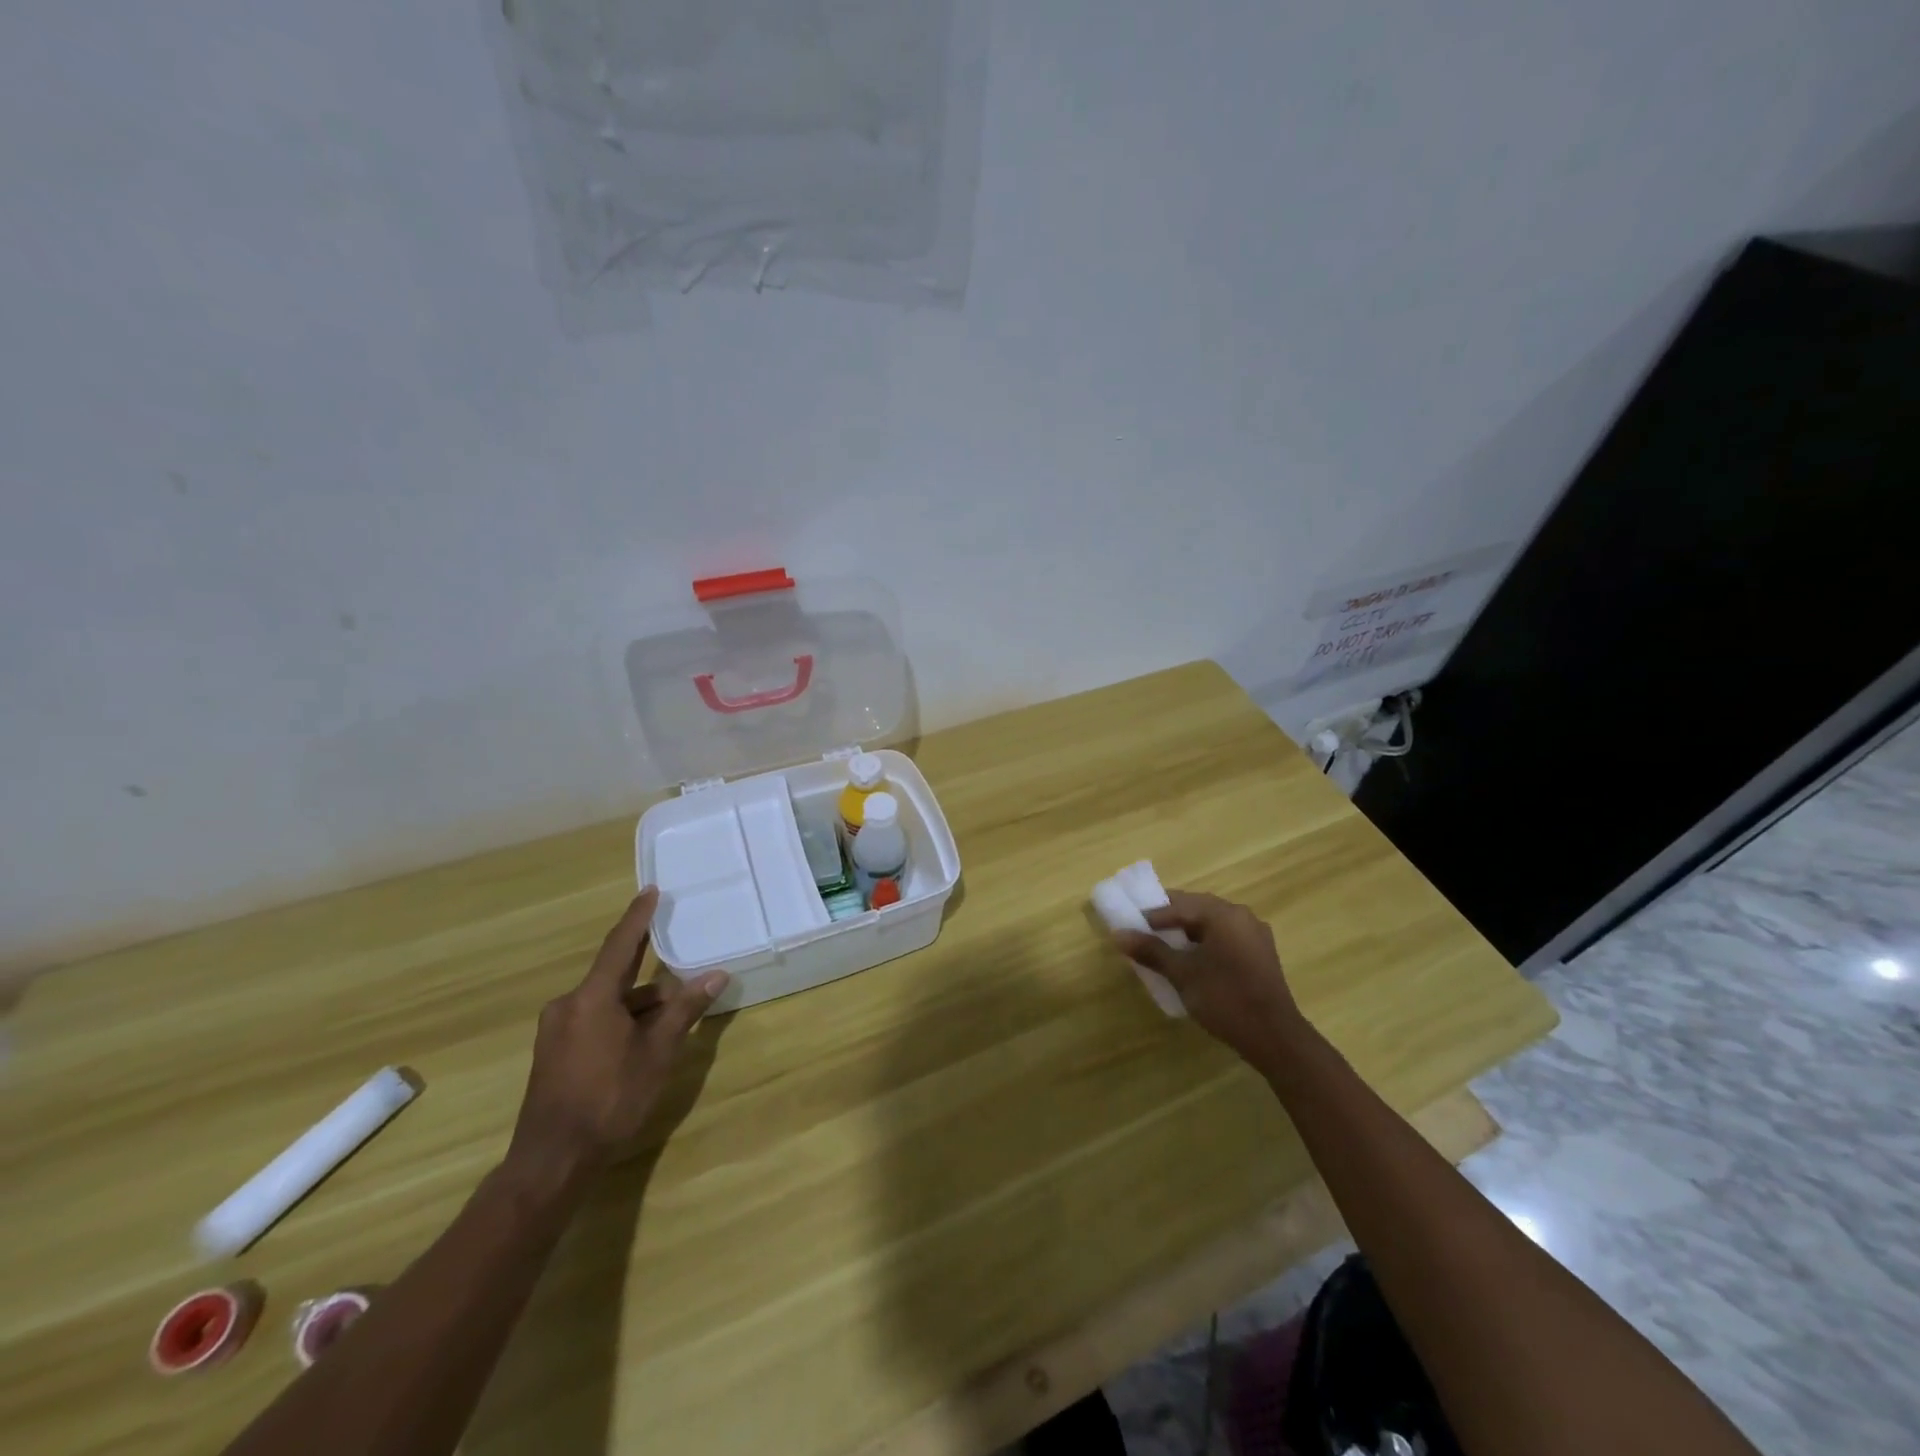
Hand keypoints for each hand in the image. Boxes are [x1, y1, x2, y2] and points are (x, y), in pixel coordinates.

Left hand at [506, 889, 728, 1186]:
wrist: (553, 1160)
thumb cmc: (610, 1099)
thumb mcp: (657, 1052)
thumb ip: (684, 1010)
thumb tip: (716, 975)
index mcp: (591, 997)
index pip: (621, 944)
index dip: (638, 917)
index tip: (651, 891)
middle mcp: (568, 1005)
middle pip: (617, 976)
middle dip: (651, 974)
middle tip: (680, 961)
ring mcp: (558, 1030)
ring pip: (608, 1002)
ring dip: (640, 1005)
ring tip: (675, 1015)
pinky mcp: (555, 1052)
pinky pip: (595, 1020)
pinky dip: (623, 1020)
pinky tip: (646, 1039)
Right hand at [1114, 890, 1307, 1069]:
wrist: (1274, 1038)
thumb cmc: (1225, 998)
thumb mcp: (1182, 974)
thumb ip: (1151, 951)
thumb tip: (1118, 934)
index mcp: (1223, 914)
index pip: (1179, 905)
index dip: (1152, 915)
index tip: (1131, 926)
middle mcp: (1242, 916)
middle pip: (1197, 909)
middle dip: (1170, 919)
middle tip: (1144, 931)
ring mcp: (1255, 935)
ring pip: (1212, 924)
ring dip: (1187, 932)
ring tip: (1165, 946)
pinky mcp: (1260, 954)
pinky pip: (1225, 938)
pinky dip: (1205, 943)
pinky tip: (1192, 960)